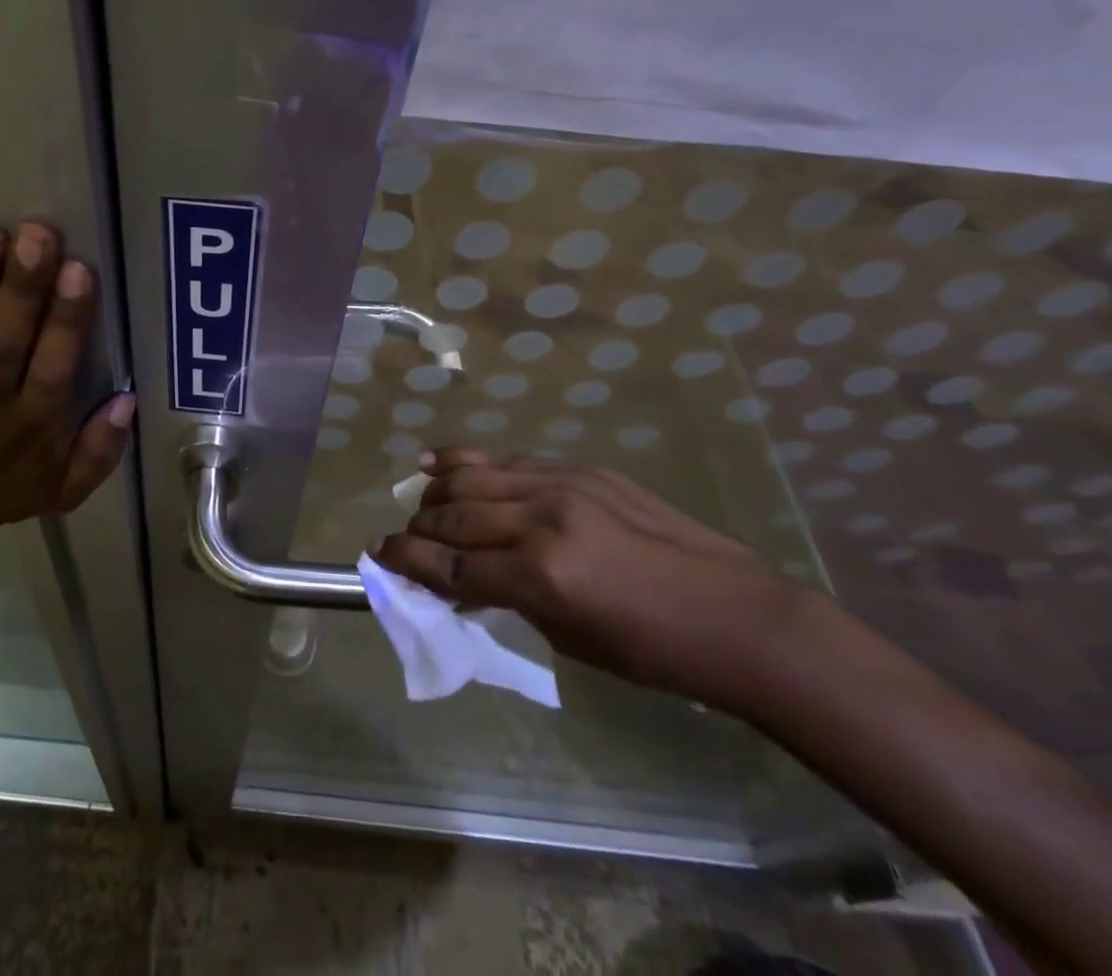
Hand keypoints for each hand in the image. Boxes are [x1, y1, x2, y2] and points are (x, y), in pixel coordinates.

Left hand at [0, 221, 134, 550]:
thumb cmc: (0, 488)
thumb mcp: (64, 490)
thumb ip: (101, 451)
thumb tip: (127, 400)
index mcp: (30, 428)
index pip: (52, 370)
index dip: (65, 321)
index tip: (79, 270)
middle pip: (4, 342)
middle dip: (22, 288)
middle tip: (37, 234)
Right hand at [372, 449, 808, 711]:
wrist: (733, 614)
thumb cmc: (652, 651)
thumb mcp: (569, 639)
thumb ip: (507, 598)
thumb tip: (460, 577)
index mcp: (541, 577)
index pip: (451, 564)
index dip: (407, 560)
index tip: (378, 555)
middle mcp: (542, 520)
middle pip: (454, 515)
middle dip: (417, 528)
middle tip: (403, 539)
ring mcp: (561, 485)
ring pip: (472, 477)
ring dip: (436, 492)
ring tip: (422, 504)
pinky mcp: (577, 468)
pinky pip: (506, 460)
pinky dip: (465, 461)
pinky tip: (439, 462)